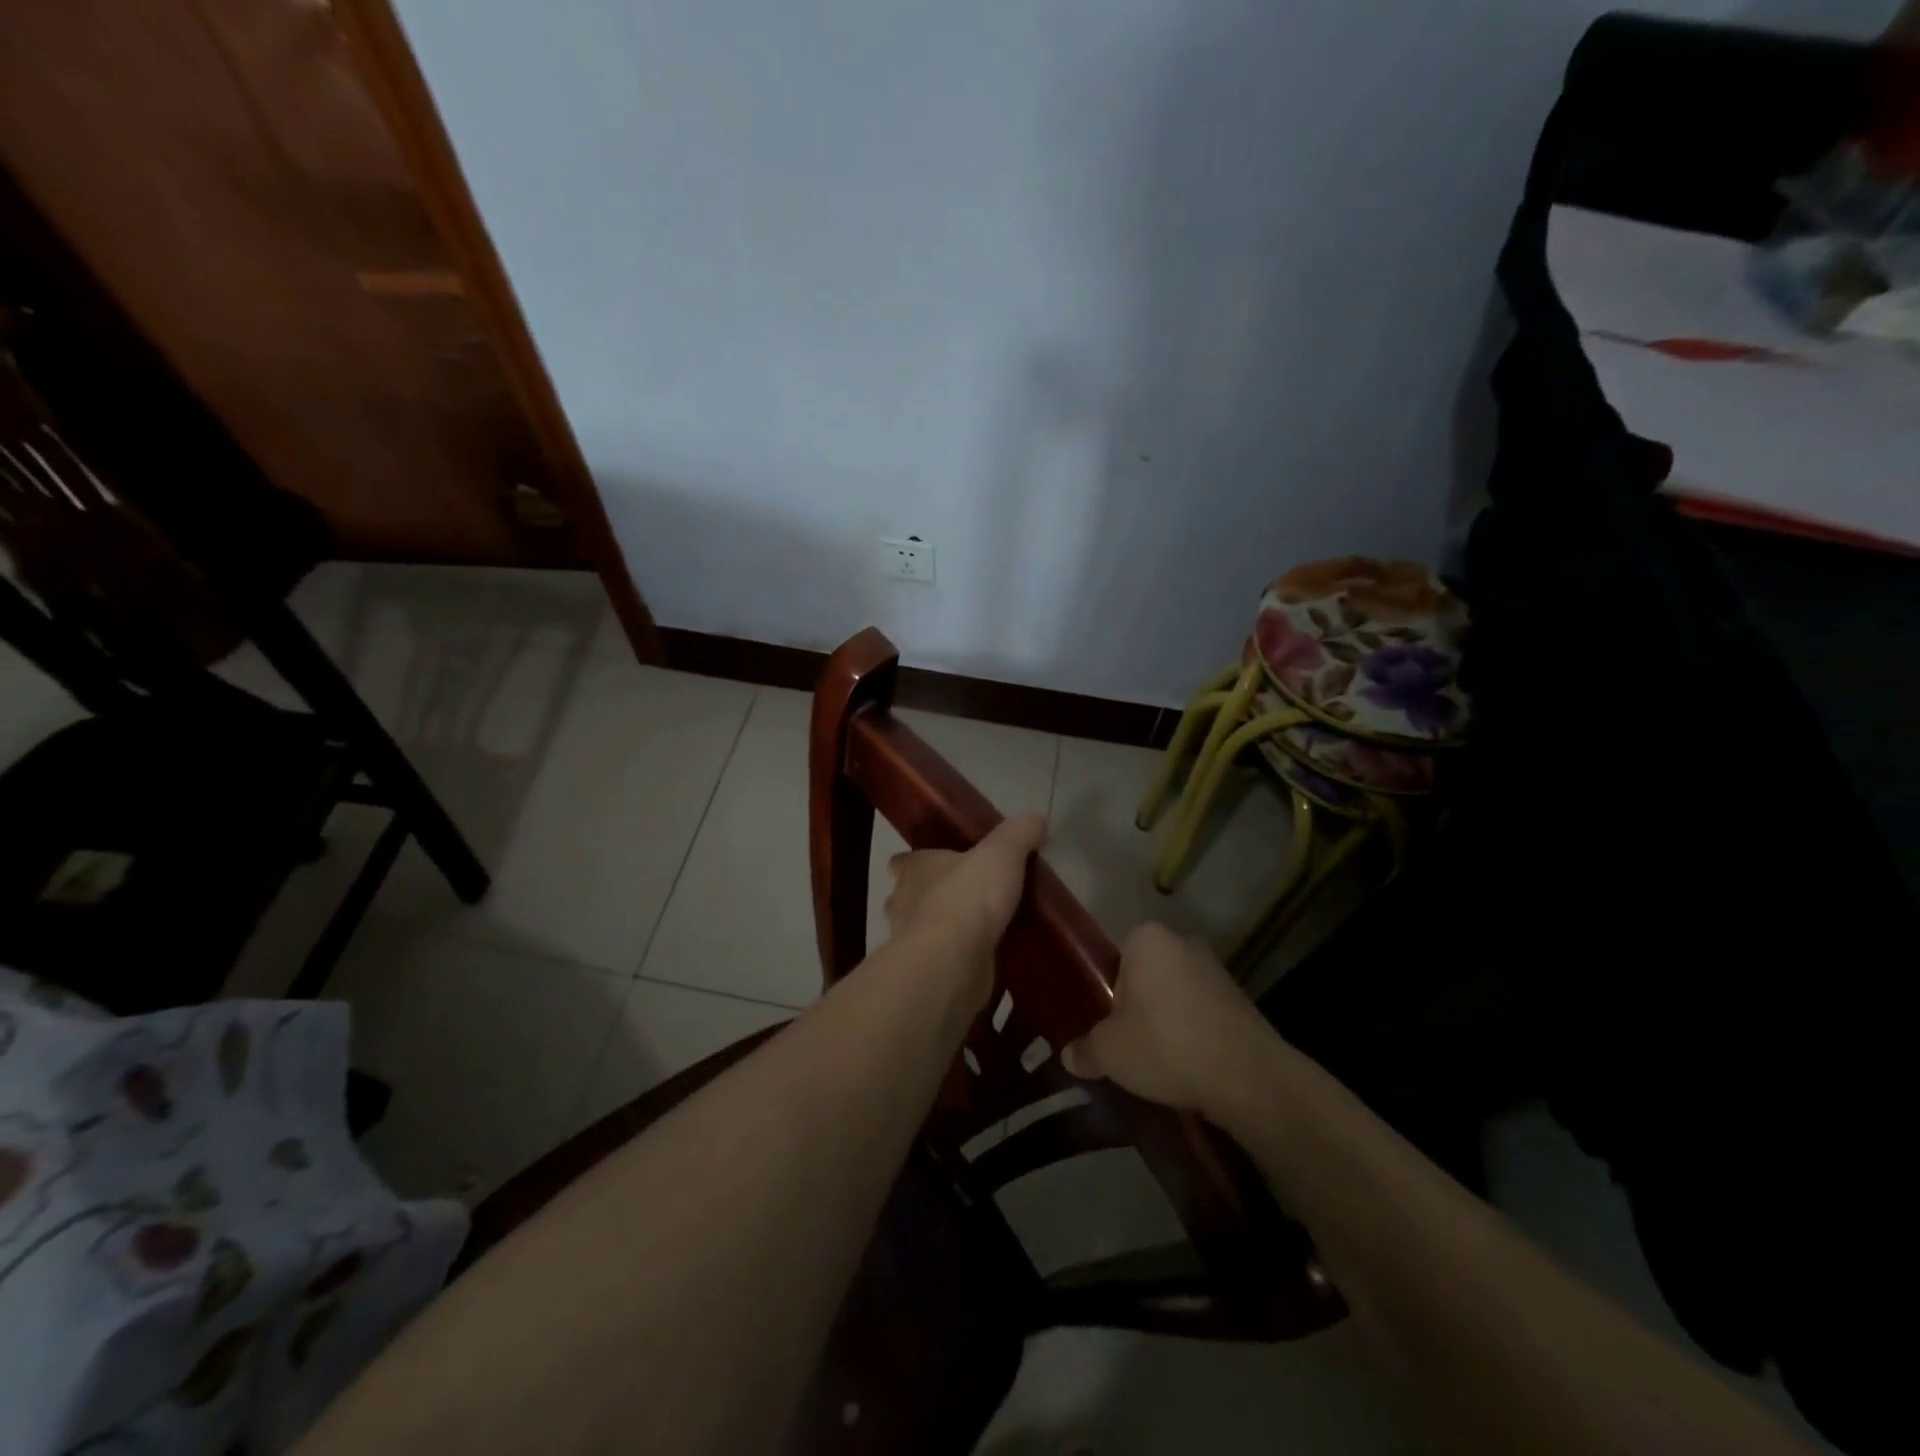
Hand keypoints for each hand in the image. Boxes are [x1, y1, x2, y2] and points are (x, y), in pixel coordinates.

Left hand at [883, 812, 1047, 969]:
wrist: (955, 959)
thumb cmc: (968, 896)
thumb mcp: (1002, 853)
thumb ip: (1018, 834)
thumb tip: (1036, 819)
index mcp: (914, 870)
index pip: (903, 862)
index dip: (916, 862)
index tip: (937, 864)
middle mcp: (903, 903)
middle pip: (908, 898)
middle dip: (928, 899)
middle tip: (964, 899)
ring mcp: (911, 943)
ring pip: (921, 932)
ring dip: (941, 932)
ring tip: (976, 932)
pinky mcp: (928, 973)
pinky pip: (941, 962)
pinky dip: (956, 961)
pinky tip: (981, 961)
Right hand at [1062, 923, 1278, 1121]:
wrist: (1247, 1076)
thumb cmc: (1165, 1045)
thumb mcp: (1110, 1052)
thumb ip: (1086, 1049)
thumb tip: (1069, 1056)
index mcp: (1146, 939)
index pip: (1115, 960)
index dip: (1108, 997)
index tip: (1108, 1027)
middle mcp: (1183, 942)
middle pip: (1147, 976)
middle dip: (1139, 1007)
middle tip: (1129, 1045)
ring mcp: (1216, 970)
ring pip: (1176, 995)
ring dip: (1168, 1021)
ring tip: (1160, 1061)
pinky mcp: (1242, 999)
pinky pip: (1203, 1013)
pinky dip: (1194, 1034)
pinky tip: (1189, 1066)